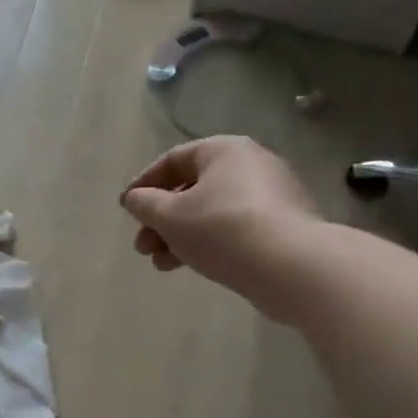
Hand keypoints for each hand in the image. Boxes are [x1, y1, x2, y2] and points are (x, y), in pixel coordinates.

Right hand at [120, 136, 324, 313]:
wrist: (292, 266)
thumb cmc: (221, 229)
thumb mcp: (170, 216)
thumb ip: (145, 204)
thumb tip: (134, 198)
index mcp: (224, 150)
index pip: (173, 160)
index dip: (143, 184)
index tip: (126, 209)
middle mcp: (251, 164)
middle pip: (192, 189)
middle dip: (161, 220)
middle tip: (143, 247)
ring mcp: (273, 195)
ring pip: (212, 212)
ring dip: (181, 236)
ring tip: (162, 264)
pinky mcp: (285, 225)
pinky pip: (236, 228)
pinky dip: (210, 243)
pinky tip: (194, 265)